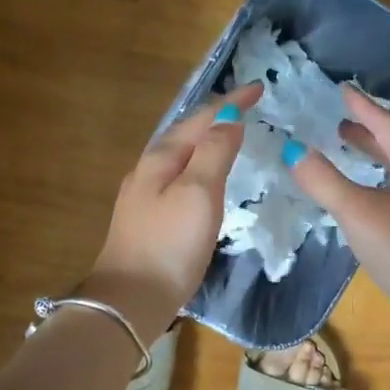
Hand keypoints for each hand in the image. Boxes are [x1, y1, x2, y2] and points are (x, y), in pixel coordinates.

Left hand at [87, 82, 262, 330]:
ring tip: (232, 136)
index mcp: (161, 158)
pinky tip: (208, 180)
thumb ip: (215, 151)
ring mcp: (145, 196)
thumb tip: (229, 118)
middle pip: (186, 133)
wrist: (130, 302)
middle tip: (247, 108)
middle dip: (217, 116)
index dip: (231, 101)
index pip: (201, 118)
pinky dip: (200, 166)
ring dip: (207, 140)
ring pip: (181, 155)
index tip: (259, 88)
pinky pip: (179, 178)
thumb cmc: (169, 244)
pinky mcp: (149, 221)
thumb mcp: (199, 192)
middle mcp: (148, 170)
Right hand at [285, 86, 389, 307]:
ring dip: (376, 157)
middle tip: (341, 125)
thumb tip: (294, 151)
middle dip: (369, 133)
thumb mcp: (356, 210)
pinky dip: (382, 181)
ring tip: (349, 153)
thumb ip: (323, 180)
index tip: (344, 91)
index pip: (388, 125)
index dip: (363, 108)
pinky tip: (368, 197)